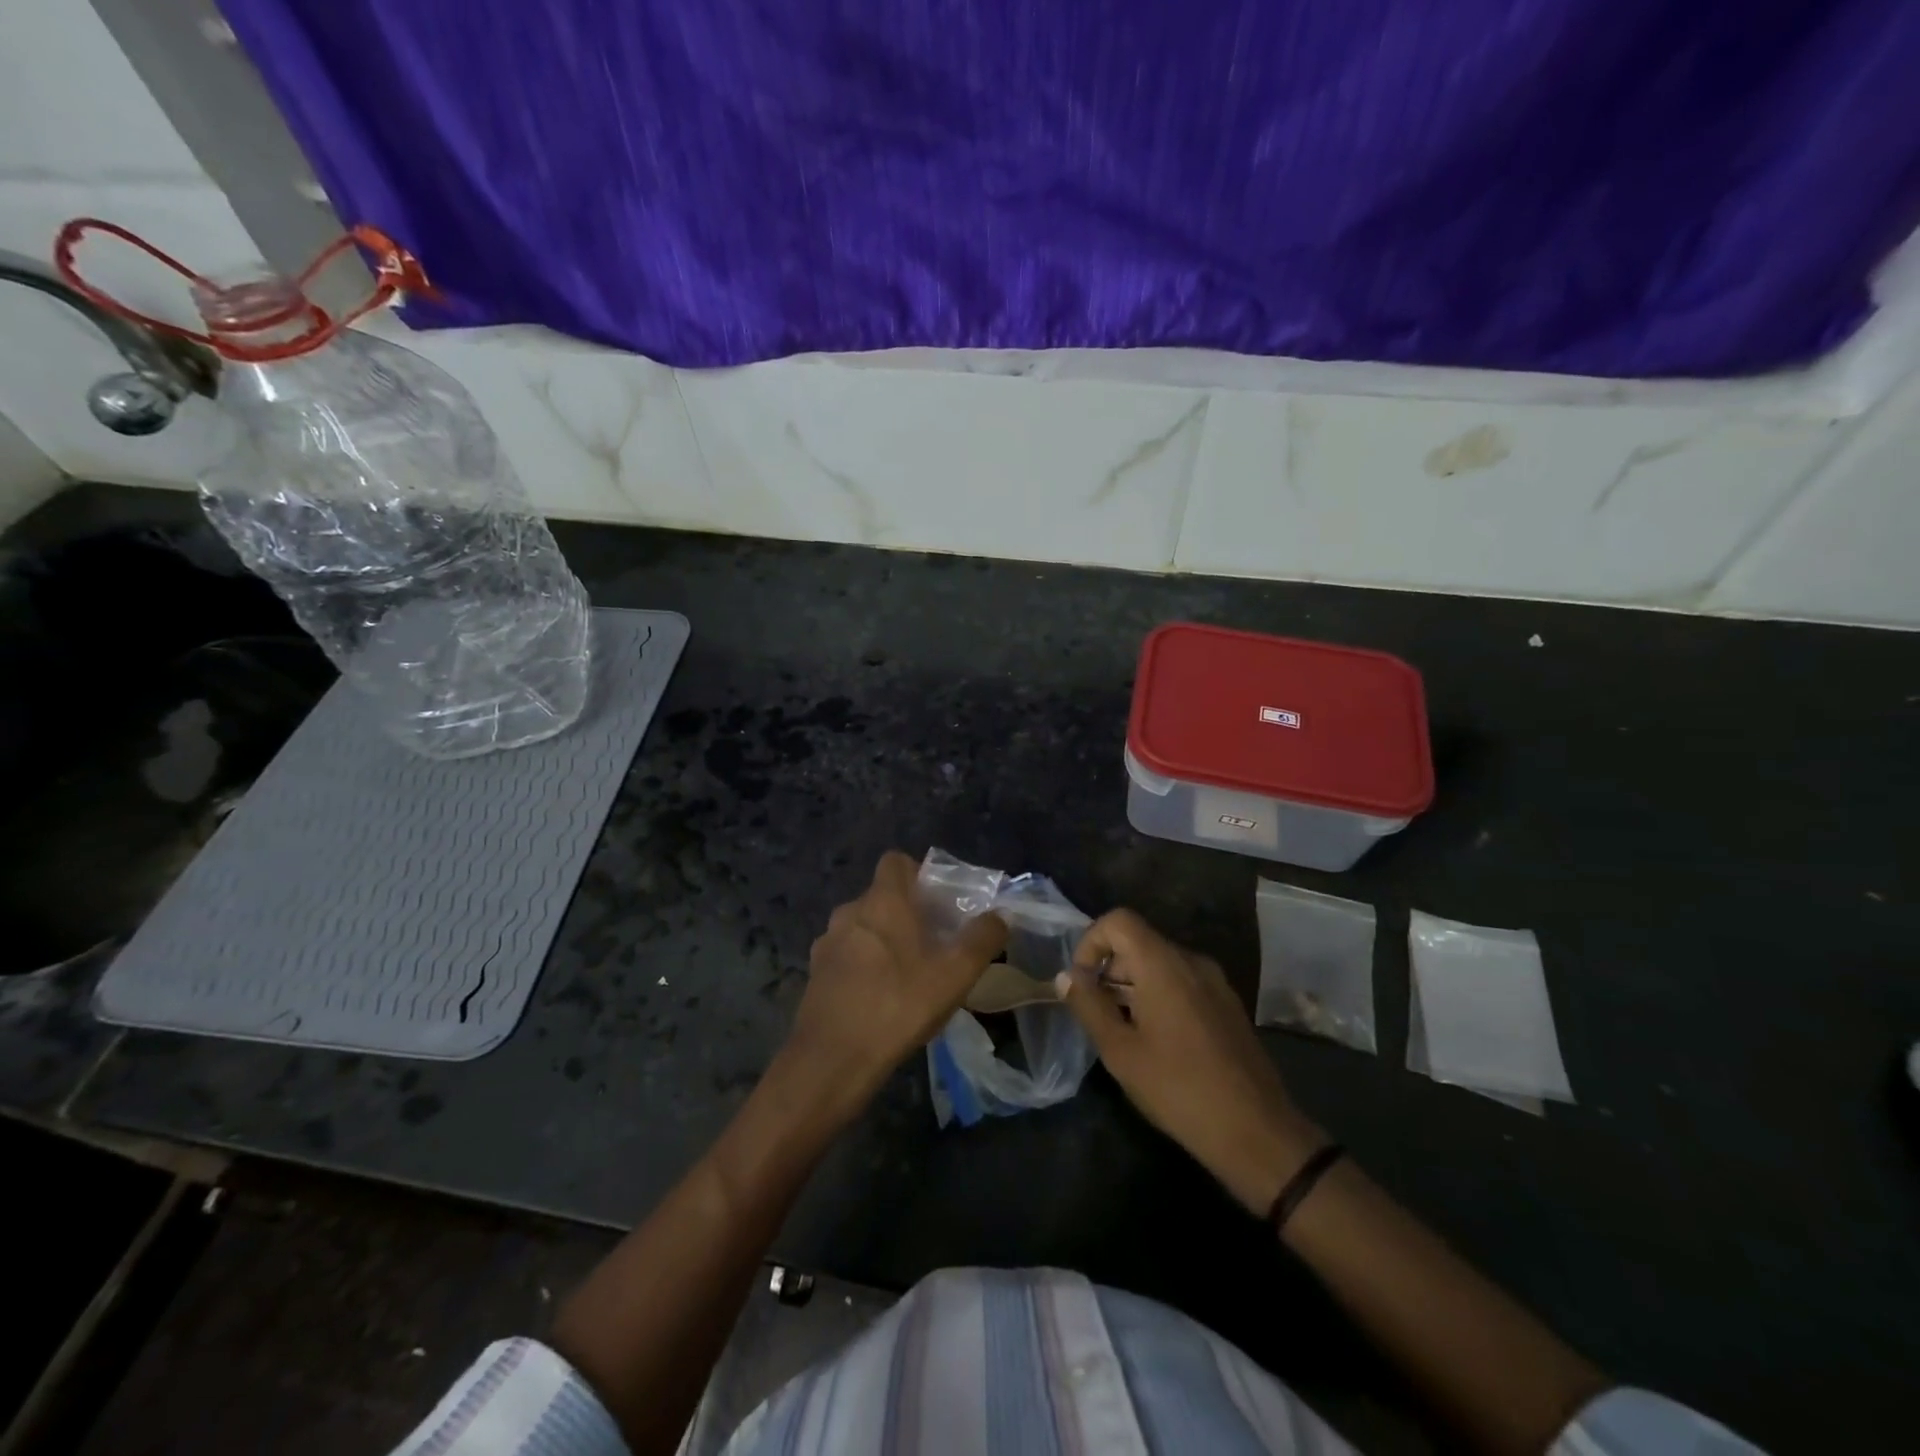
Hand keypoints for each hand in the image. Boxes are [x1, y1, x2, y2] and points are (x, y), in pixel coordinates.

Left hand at [780, 851, 1007, 1127]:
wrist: (832, 1059)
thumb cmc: (899, 1005)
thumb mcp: (955, 974)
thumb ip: (982, 939)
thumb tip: (999, 916)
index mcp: (882, 901)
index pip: (895, 861)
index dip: (918, 873)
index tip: (938, 902)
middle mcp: (850, 911)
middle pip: (882, 897)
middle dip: (907, 913)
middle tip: (933, 943)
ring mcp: (827, 943)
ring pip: (862, 927)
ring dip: (884, 940)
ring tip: (908, 974)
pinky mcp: (815, 974)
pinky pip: (846, 955)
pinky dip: (863, 965)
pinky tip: (880, 999)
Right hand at [1059, 910, 1323, 1212]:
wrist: (1257, 1132)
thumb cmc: (1178, 1089)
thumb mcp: (1120, 1051)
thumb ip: (1089, 1006)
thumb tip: (1066, 976)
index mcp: (1163, 964)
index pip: (1118, 920)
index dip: (1091, 942)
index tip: (1082, 983)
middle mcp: (1191, 961)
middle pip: (1139, 941)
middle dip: (1109, 969)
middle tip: (1097, 1013)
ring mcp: (1215, 982)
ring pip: (1161, 963)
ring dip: (1132, 985)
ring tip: (1123, 1031)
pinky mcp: (1227, 1004)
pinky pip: (1183, 982)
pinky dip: (1159, 995)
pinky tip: (1156, 1041)